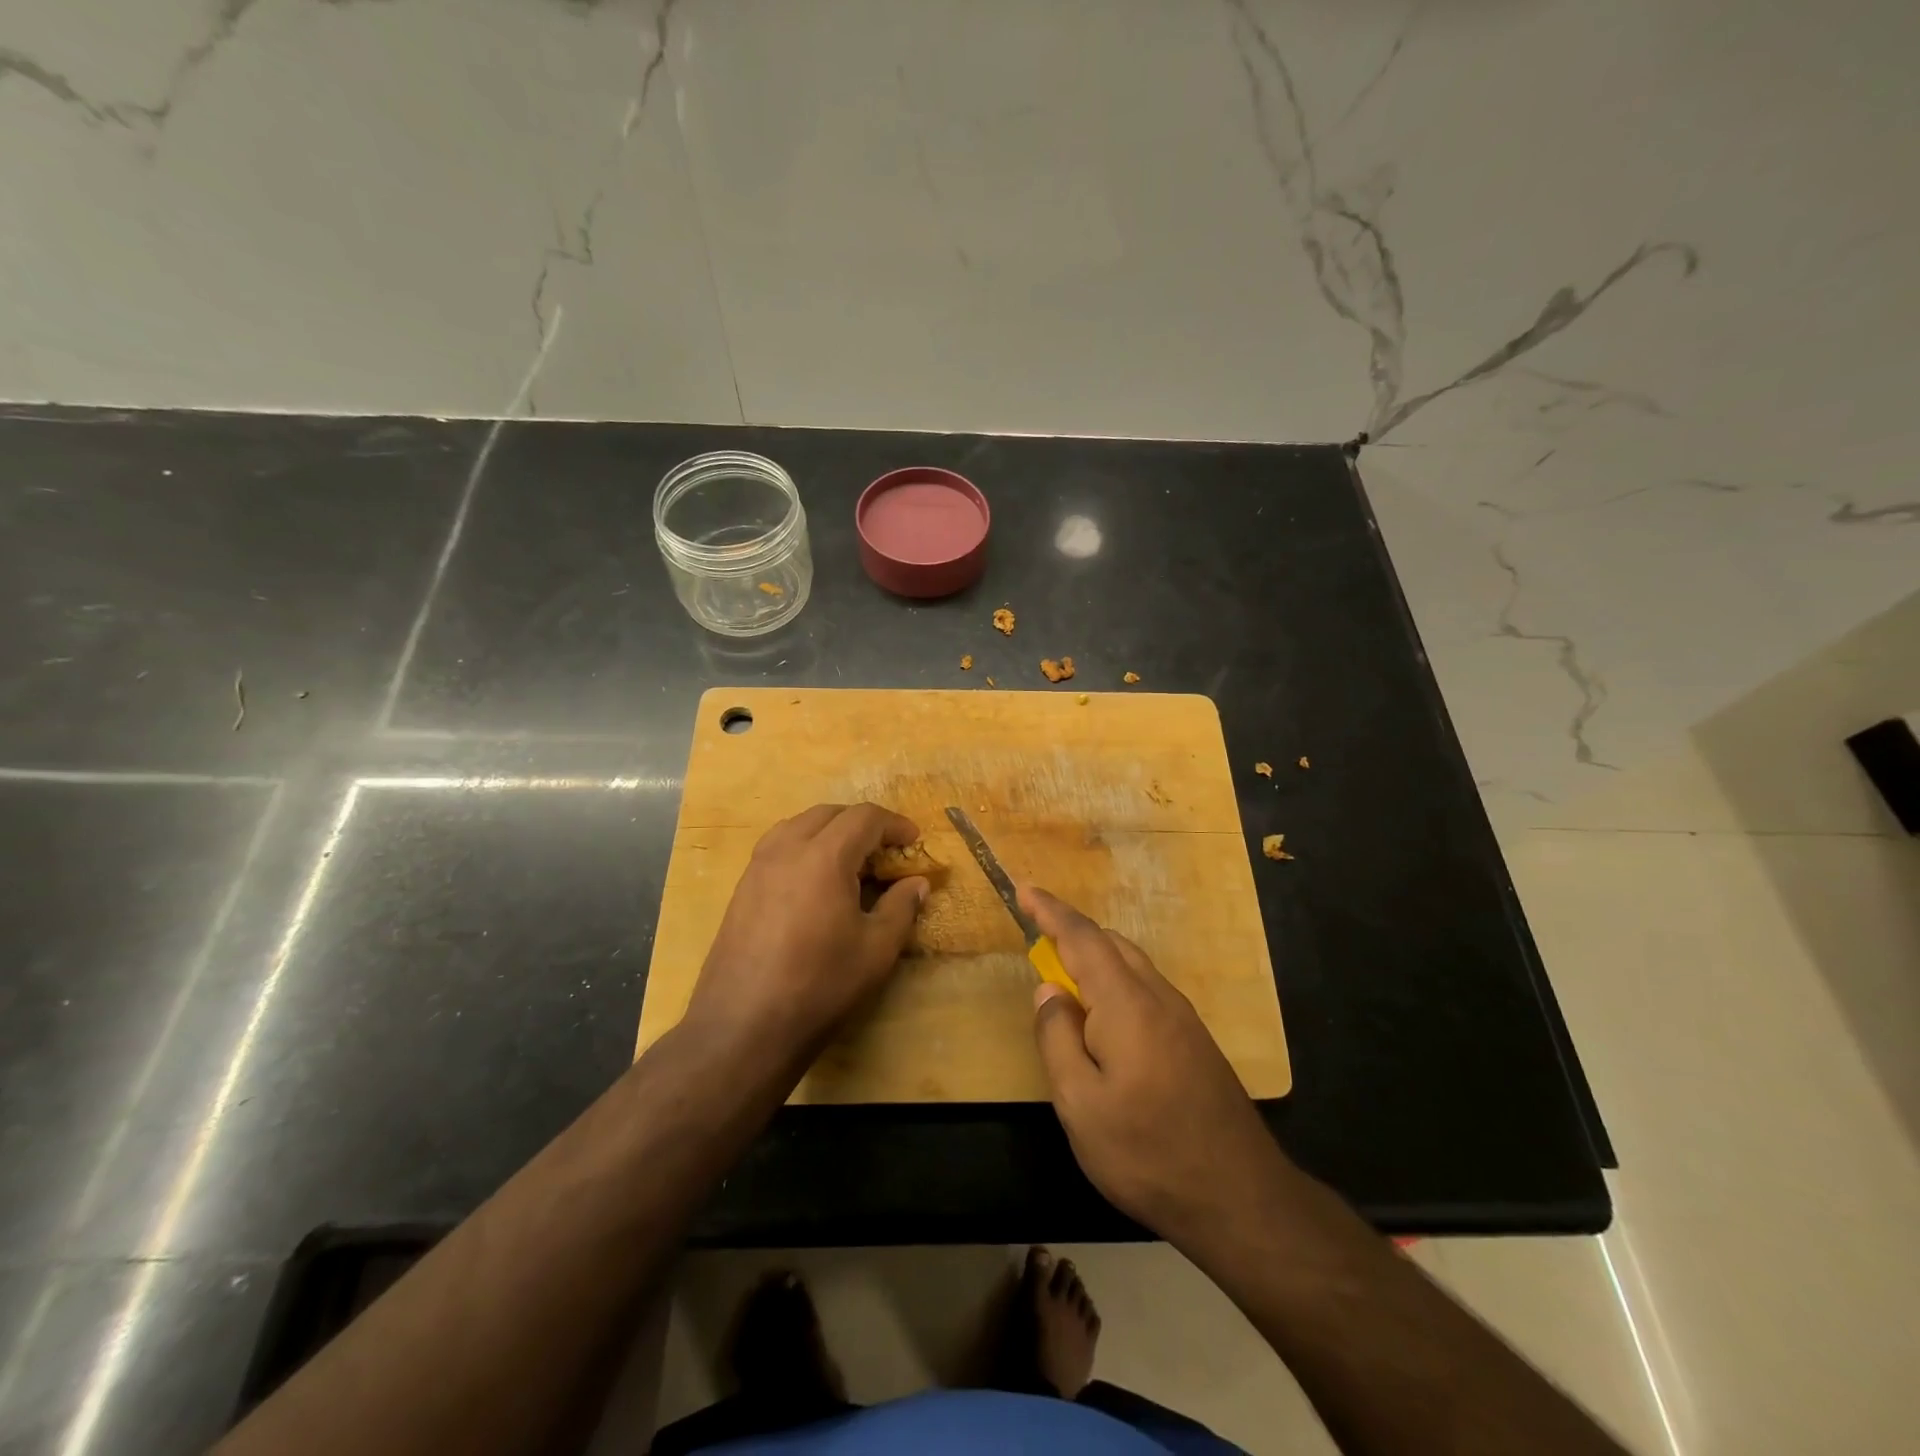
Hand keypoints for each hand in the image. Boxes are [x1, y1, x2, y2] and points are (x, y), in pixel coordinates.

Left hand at [685, 803, 928, 1069]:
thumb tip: (917, 883)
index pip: (864, 817)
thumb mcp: (876, 950)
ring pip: (798, 825)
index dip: (894, 824)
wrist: (743, 1026)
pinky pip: (777, 847)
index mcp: (824, 856)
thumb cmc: (820, 985)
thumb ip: (901, 907)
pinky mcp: (742, 888)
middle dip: (862, 823)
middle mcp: (787, 849)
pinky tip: (815, 883)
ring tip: (850, 861)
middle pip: (829, 813)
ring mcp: (758, 867)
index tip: (913, 841)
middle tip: (885, 851)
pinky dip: (804, 847)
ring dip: (830, 831)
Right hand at [1023, 884, 1288, 1245]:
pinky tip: (1105, 1019)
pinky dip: (1115, 982)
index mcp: (1126, 1003)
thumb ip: (1057, 1039)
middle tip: (1037, 938)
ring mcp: (1183, 1018)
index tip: (1024, 889)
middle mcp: (1158, 997)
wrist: (1240, 1197)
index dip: (1050, 911)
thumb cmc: (1147, 1151)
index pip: (1081, 939)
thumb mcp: (1080, 1104)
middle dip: (1071, 933)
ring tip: (1065, 979)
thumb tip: (1048, 991)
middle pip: (1111, 944)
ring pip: (1132, 966)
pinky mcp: (1195, 1041)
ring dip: (1095, 958)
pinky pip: (1146, 989)